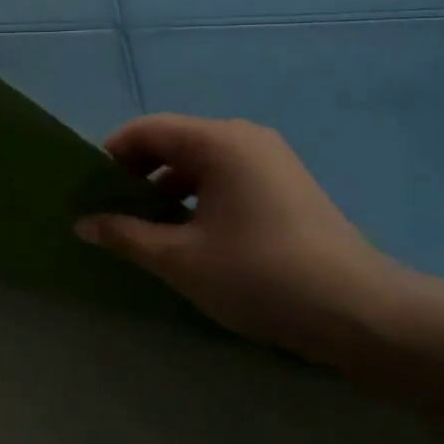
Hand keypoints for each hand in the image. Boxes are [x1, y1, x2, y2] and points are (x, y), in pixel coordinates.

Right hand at [77, 115, 403, 367]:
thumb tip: (82, 223)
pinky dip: (199, 196)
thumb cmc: (261, 276)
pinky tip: (192, 235)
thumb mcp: (182, 259)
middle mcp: (244, 137)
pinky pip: (227, 177)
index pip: (147, 130)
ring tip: (147, 228)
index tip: (89, 190)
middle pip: (174, 141)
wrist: (362, 313)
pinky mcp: (286, 184)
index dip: (112, 154)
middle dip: (138, 173)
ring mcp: (270, 159)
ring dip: (168, 188)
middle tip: (112, 211)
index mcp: (218, 141)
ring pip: (201, 161)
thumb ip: (127, 236)